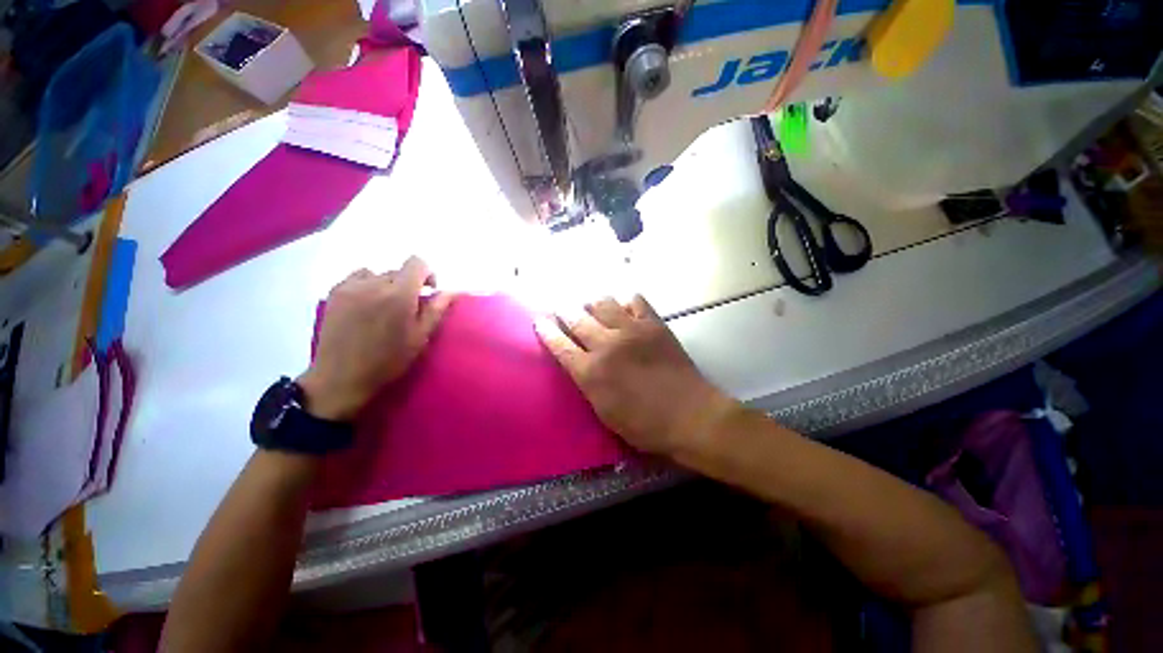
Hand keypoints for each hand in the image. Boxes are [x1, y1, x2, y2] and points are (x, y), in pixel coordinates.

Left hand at [298, 257, 452, 420]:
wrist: (342, 377)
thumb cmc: (388, 360)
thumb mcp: (420, 337)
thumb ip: (436, 310)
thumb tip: (452, 291)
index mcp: (399, 294)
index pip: (417, 262)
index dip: (427, 273)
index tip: (427, 291)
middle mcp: (374, 283)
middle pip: (398, 271)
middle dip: (407, 284)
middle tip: (406, 308)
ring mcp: (351, 286)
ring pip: (378, 274)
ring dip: (387, 285)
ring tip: (383, 306)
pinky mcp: (334, 292)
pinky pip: (357, 278)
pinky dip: (367, 285)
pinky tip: (365, 306)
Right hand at [535, 295, 737, 455]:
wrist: (690, 415)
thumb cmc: (645, 425)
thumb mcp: (605, 412)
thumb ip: (588, 383)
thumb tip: (579, 363)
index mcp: (591, 372)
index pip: (560, 345)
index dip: (547, 331)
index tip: (539, 320)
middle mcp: (607, 345)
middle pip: (578, 319)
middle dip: (565, 310)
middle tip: (561, 306)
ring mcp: (631, 330)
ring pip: (604, 303)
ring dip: (593, 303)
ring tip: (591, 305)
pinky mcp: (653, 324)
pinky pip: (635, 301)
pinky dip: (626, 302)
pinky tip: (625, 306)